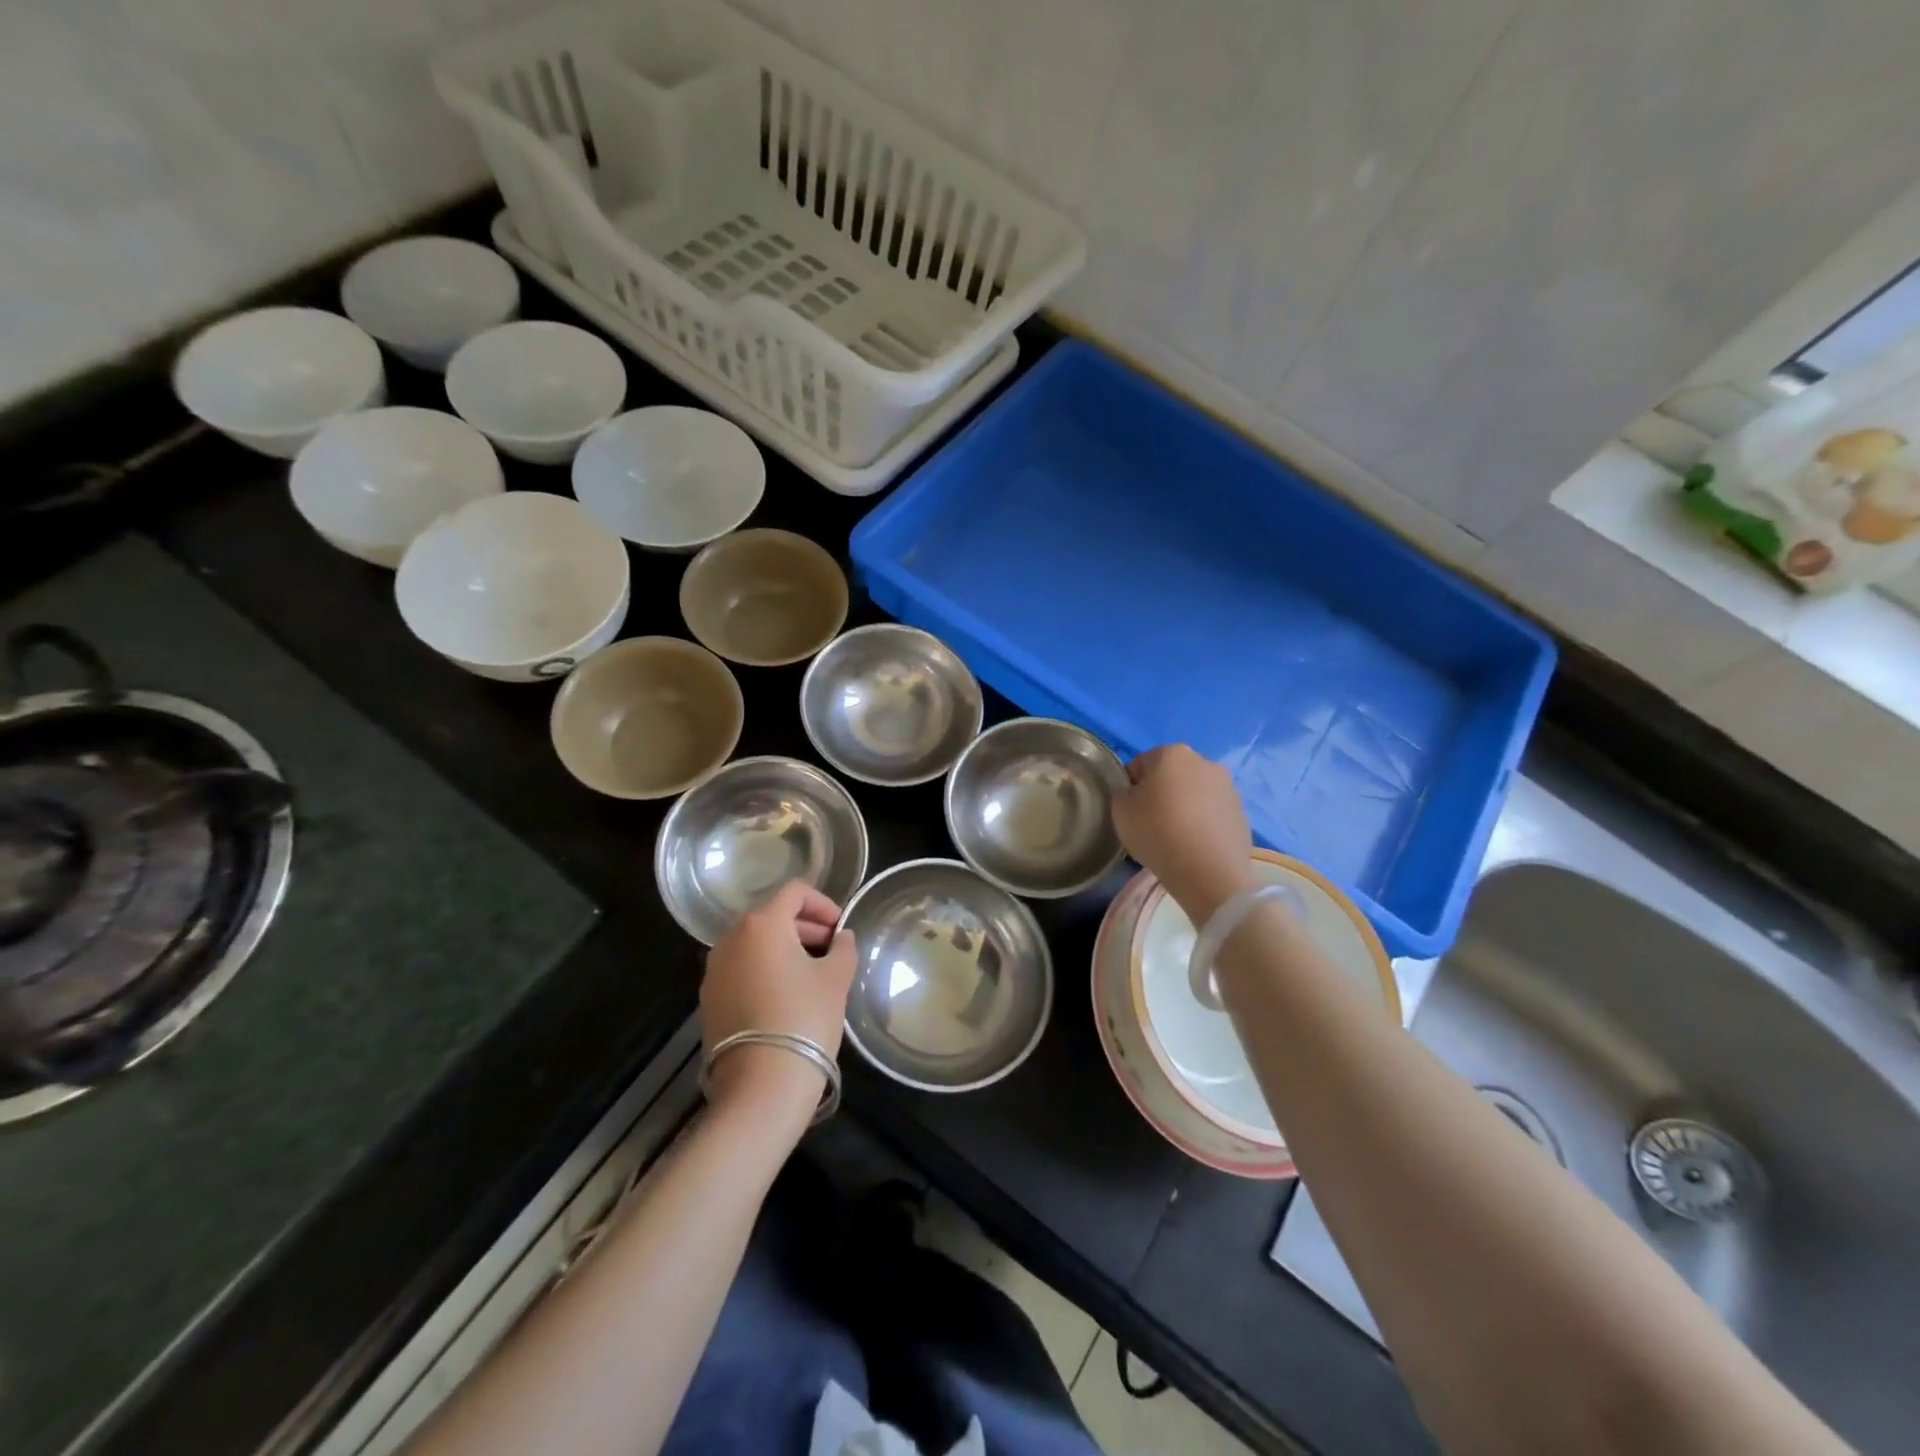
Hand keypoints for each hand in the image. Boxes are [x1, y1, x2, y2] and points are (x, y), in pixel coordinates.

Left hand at [700, 880, 857, 1124]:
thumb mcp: (836, 979)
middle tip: (832, 950)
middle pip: (772, 916)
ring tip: (813, 975)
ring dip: (785, 949)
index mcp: (762, 924)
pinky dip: (765, 971)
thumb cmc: (804, 1019)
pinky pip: (742, 969)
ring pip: (755, 944)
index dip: (823, 903)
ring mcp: (714, 970)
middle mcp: (731, 938)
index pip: (794, 892)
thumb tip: (841, 938)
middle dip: (805, 927)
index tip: (841, 928)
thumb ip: (843, 948)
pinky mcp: (709, 999)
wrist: (760, 1086)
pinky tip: (787, 997)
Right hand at [1111, 744, 1254, 922]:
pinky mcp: (1242, 814)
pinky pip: (1212, 815)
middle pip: (1171, 777)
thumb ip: (1123, 793)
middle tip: (1150, 825)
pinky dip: (1202, 826)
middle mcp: (1205, 762)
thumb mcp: (1120, 810)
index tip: (1129, 812)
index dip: (1130, 788)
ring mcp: (1229, 788)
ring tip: (1174, 839)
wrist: (1208, 872)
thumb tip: (1136, 795)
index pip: (1140, 765)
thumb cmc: (1157, 832)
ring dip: (1184, 809)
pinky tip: (1194, 848)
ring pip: (1195, 795)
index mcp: (1172, 753)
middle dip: (1160, 795)